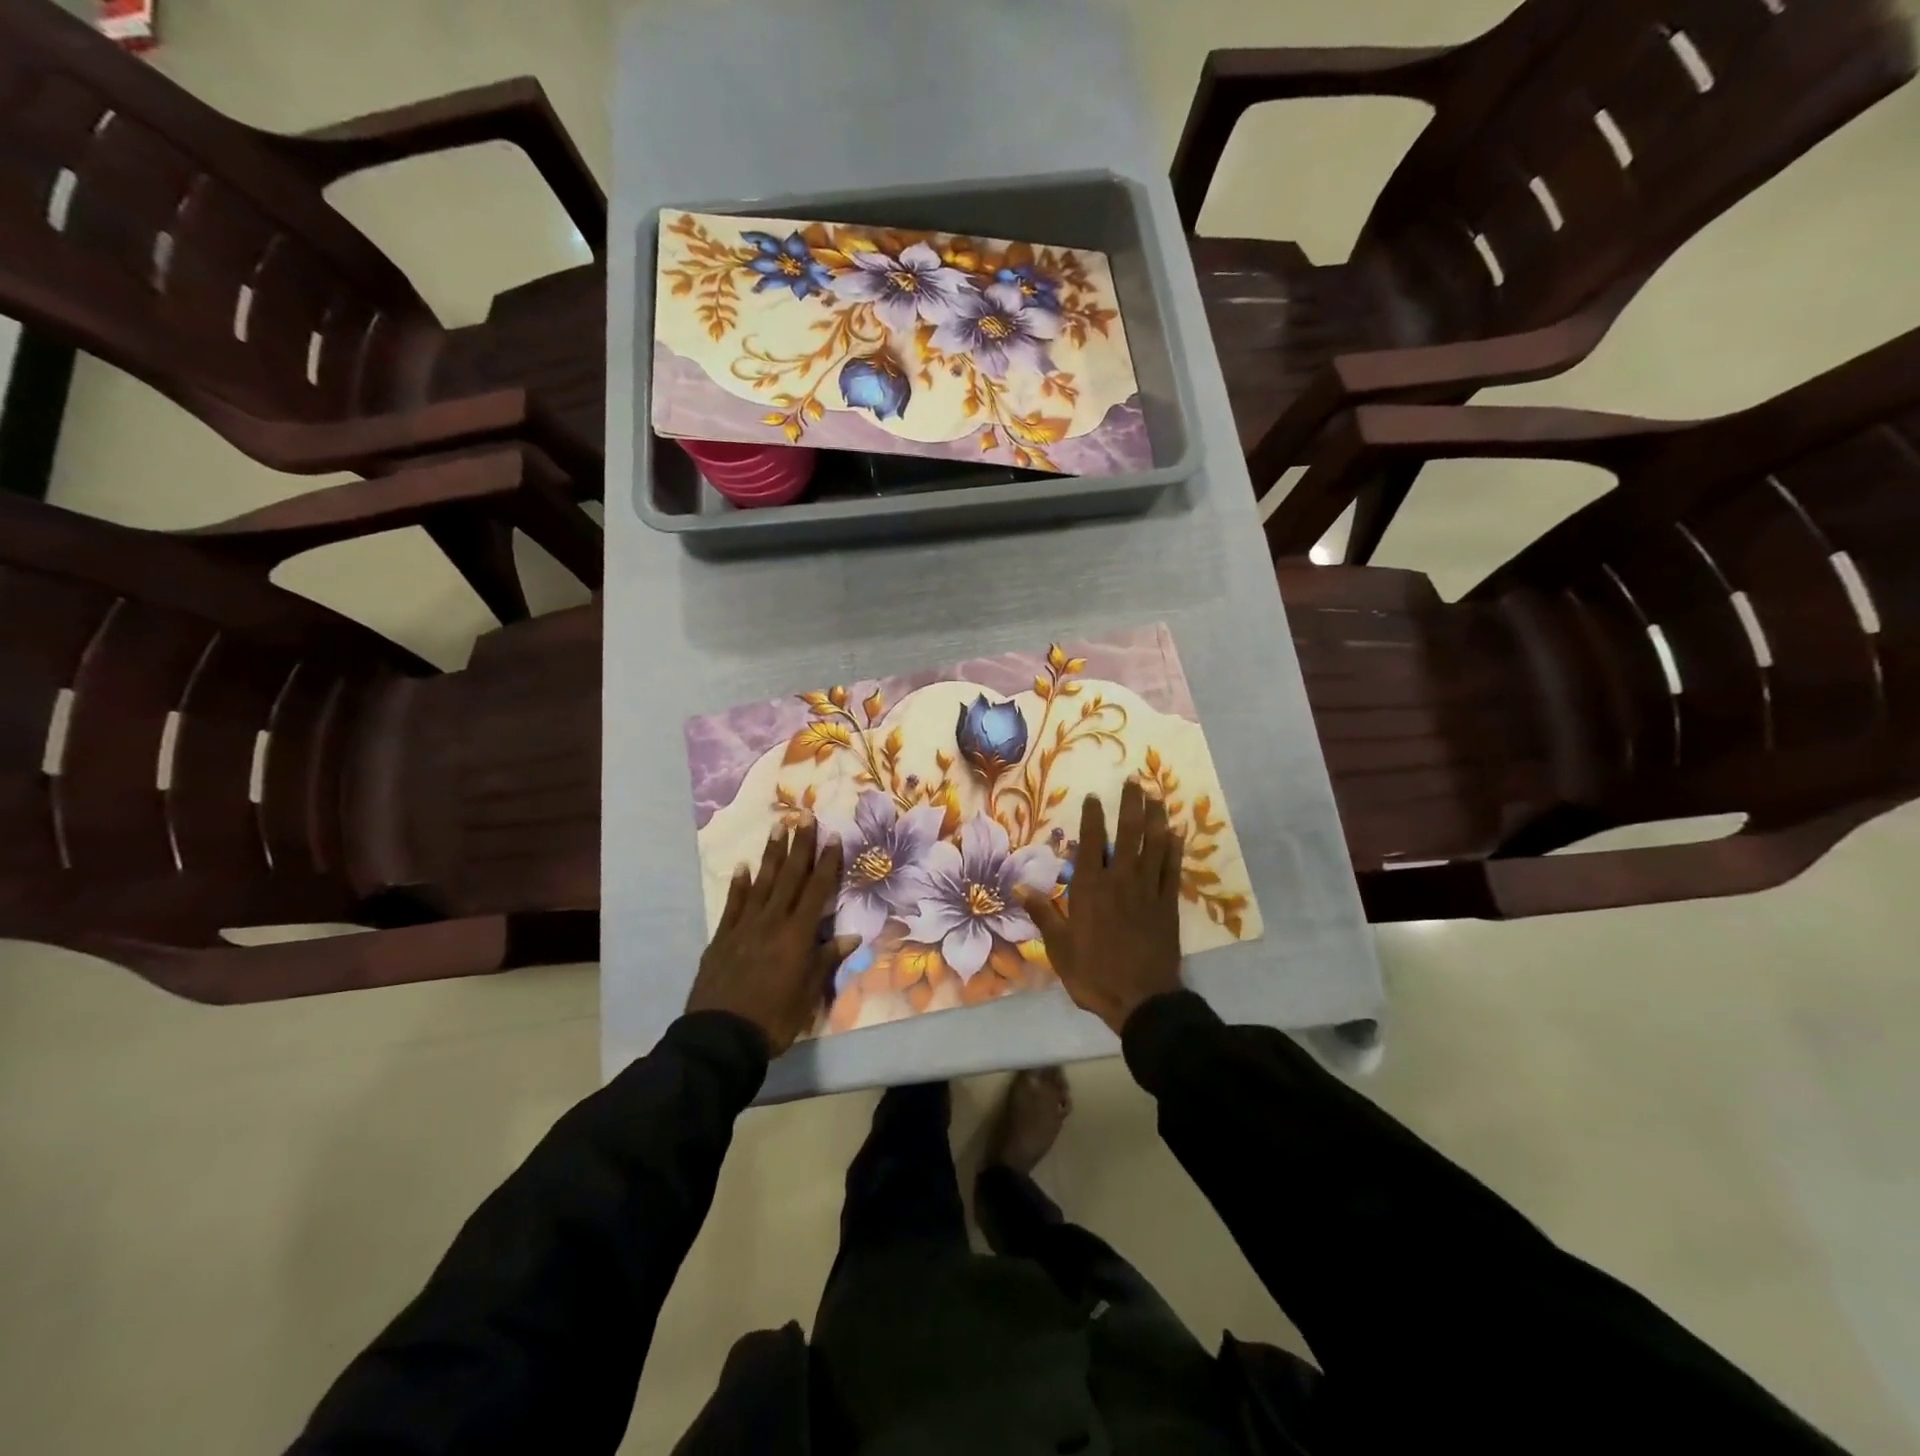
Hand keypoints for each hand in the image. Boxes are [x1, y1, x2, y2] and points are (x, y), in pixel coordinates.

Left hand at [687, 819, 857, 1057]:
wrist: (720, 1037)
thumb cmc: (774, 1018)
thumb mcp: (808, 994)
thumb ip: (827, 960)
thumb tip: (853, 936)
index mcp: (797, 935)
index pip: (817, 891)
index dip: (826, 863)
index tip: (832, 837)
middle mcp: (772, 922)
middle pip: (789, 877)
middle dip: (799, 846)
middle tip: (805, 816)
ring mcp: (744, 927)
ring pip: (762, 883)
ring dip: (772, 855)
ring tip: (778, 827)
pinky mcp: (722, 937)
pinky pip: (733, 904)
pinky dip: (739, 884)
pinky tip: (743, 867)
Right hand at [1018, 778, 1183, 1034]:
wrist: (1141, 1000)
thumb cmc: (1093, 973)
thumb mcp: (1059, 947)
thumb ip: (1042, 913)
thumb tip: (1017, 886)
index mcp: (1090, 889)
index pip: (1091, 843)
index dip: (1094, 818)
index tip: (1095, 797)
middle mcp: (1120, 881)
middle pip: (1128, 835)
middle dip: (1131, 806)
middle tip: (1134, 781)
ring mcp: (1147, 891)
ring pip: (1154, 846)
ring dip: (1156, 819)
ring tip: (1156, 796)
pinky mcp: (1168, 905)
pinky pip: (1172, 870)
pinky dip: (1174, 850)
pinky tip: (1177, 834)